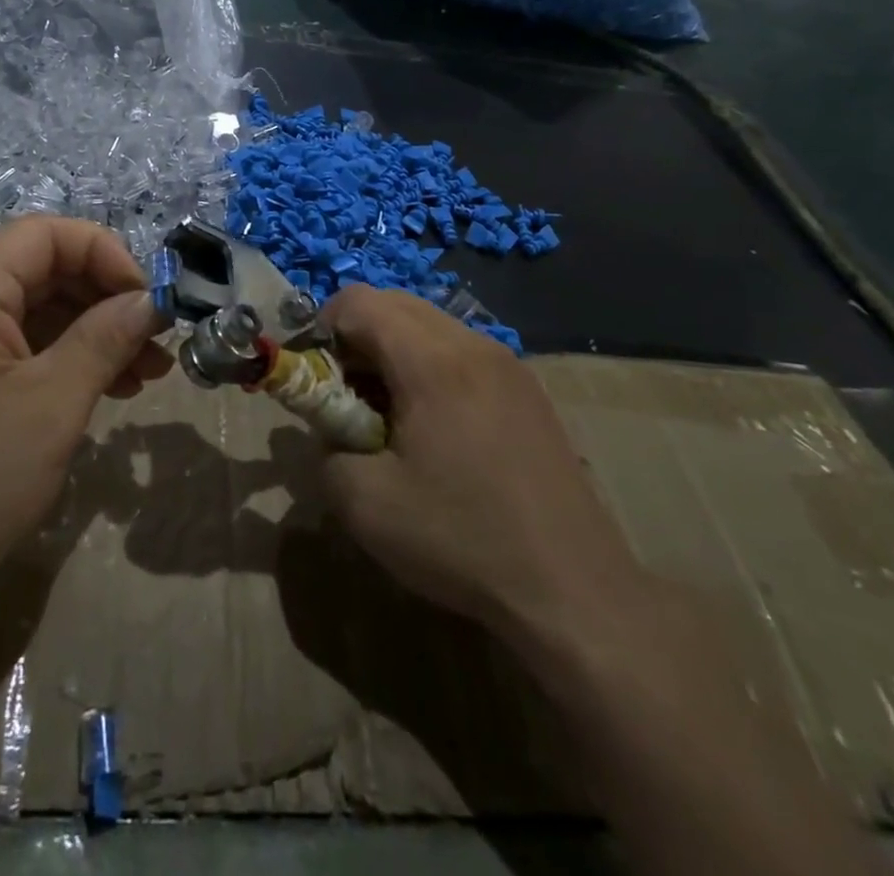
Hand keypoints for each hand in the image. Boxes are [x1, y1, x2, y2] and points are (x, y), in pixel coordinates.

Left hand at [0, 217, 169, 628]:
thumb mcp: (54, 404)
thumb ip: (106, 337)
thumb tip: (152, 300)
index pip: (44, 235)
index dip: (105, 254)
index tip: (148, 302)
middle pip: (39, 267)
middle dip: (104, 298)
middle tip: (156, 342)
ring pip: (32, 304)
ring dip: (90, 329)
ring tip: (144, 373)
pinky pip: (14, 338)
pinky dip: (61, 353)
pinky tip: (106, 384)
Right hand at [318, 286, 649, 643]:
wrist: (575, 592)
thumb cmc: (462, 540)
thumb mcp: (364, 505)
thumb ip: (324, 450)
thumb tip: (330, 429)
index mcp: (432, 361)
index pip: (358, 301)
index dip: (322, 328)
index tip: (318, 379)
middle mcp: (473, 345)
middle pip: (394, 303)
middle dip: (356, 338)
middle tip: (350, 397)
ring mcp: (508, 364)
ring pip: (429, 325)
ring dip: (393, 352)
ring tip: (392, 416)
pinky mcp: (528, 389)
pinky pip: (461, 351)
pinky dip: (429, 367)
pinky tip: (438, 430)